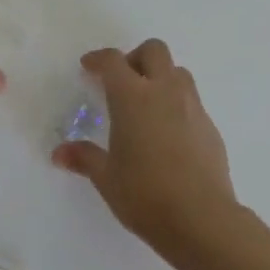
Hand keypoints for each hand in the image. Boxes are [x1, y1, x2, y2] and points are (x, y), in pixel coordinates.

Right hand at [53, 39, 236, 252]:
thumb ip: (84, 158)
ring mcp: (192, 107)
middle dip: (135, 57)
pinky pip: (192, 101)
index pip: (113, 61)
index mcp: (133, 97)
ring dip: (160, 77)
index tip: (88, 67)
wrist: (202, 219)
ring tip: (146, 105)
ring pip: (178, 72)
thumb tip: (59, 153)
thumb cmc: (145, 194)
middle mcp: (165, 92)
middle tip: (122, 82)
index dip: (98, 59)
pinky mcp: (210, 127)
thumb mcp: (106, 178)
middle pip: (154, 50)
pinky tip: (167, 134)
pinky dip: (176, 104)